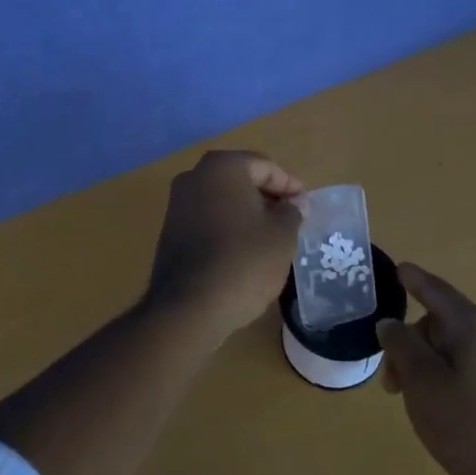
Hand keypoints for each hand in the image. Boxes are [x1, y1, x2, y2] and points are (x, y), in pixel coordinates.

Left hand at [145, 150, 303, 339]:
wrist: (189, 308)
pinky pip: (207, 219)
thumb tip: (296, 202)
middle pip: (240, 180)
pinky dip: (227, 228)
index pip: (264, 166)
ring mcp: (177, 204)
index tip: (305, 205)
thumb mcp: (282, 235)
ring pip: (223, 200)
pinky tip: (244, 251)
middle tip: (291, 219)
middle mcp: (194, 176)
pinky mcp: (170, 232)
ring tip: (271, 237)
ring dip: (247, 213)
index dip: (289, 185)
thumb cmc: (244, 261)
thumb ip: (292, 212)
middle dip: (267, 197)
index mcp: (222, 167)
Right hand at [378, 264, 475, 474]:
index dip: (412, 279)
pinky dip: (440, 375)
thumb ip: (401, 345)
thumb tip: (390, 323)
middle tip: (390, 379)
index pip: (434, 289)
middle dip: (408, 341)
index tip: (396, 269)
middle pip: (438, 321)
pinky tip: (433, 405)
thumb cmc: (467, 425)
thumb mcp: (421, 382)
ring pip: (449, 346)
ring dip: (422, 363)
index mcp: (471, 324)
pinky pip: (462, 365)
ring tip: (407, 398)